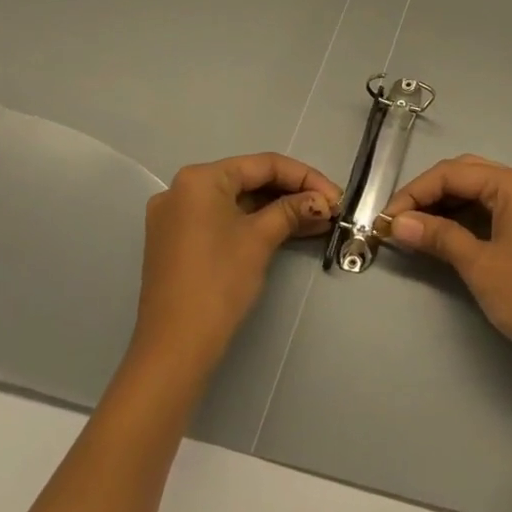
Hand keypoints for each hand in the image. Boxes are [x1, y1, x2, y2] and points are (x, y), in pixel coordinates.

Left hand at [129, 153, 338, 380]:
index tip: (336, 196)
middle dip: (293, 194)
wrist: (175, 346)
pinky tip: (289, 231)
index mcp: (200, 179)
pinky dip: (255, 224)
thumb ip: (292, 210)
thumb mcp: (260, 239)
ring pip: (238, 202)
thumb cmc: (218, 282)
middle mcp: (182, 190)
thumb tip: (321, 201)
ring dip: (278, 210)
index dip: (305, 177)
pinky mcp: (178, 241)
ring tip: (318, 221)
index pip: (263, 165)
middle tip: (329, 209)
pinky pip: (224, 220)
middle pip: (249, 180)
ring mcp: (177, 217)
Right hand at [384, 155, 511, 379]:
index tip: (385, 220)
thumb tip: (397, 223)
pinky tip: (450, 237)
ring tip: (417, 231)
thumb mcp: (479, 265)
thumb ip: (437, 236)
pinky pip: (500, 210)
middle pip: (470, 175)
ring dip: (450, 207)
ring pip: (485, 193)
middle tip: (400, 222)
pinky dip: (472, 219)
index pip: (453, 173)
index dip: (414, 193)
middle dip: (431, 194)